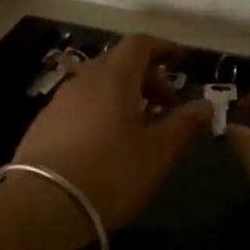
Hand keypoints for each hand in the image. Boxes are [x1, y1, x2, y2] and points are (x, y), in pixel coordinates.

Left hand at [11, 34, 212, 230]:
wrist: (42, 205)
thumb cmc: (111, 174)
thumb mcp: (158, 153)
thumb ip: (185, 125)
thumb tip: (206, 104)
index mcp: (114, 78)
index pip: (140, 44)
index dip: (164, 48)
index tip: (183, 63)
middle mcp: (84, 80)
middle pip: (119, 63)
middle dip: (148, 77)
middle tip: (168, 106)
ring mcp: (59, 101)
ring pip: (98, 85)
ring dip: (124, 96)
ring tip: (140, 128)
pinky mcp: (43, 124)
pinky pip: (80, 105)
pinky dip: (101, 111)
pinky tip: (107, 144)